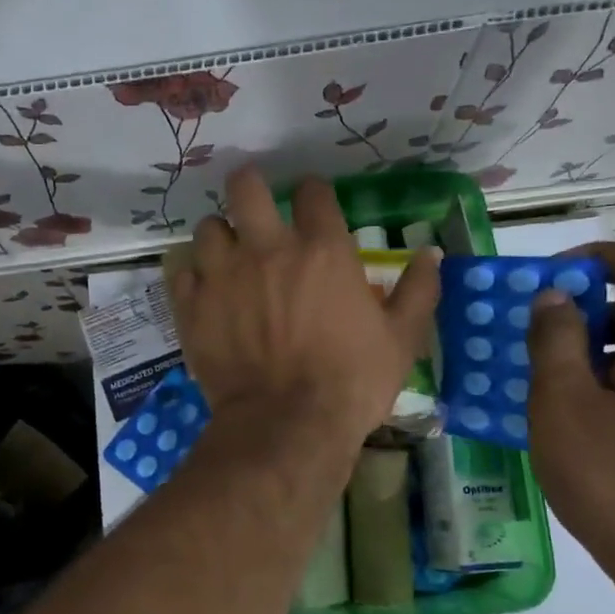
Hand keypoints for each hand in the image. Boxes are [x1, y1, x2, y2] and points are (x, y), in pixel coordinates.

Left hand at [170, 168, 439, 448]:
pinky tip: (204, 289)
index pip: (312, 192)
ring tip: (227, 254)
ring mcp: (223, 276)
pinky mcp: (192, 307)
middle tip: (254, 203)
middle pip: (245, 188)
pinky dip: (193, 275)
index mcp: (321, 250)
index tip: (313, 204)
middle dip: (249, 187)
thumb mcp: (401, 340)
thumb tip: (432, 254)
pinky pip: (182, 272)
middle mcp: (267, 250)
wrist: (287, 426)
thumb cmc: (351, 383)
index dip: (313, 193)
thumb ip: (418, 291)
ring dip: (219, 236)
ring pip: (208, 228)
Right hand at [526, 242, 614, 581]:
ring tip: (541, 378)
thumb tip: (554, 298)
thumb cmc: (612, 475)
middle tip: (532, 335)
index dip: (599, 258)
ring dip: (592, 348)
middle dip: (584, 309)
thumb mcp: (562, 402)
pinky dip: (608, 378)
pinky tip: (570, 416)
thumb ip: (555, 340)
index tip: (551, 280)